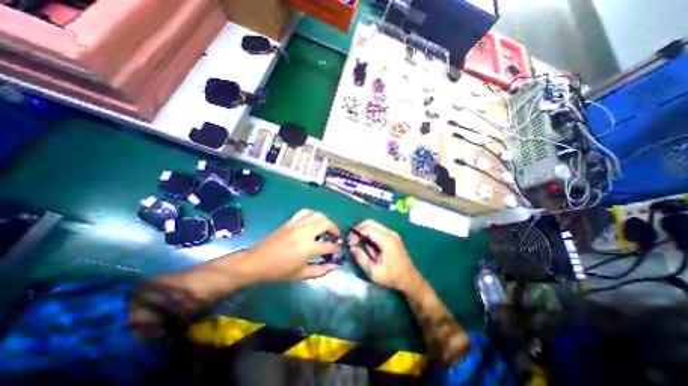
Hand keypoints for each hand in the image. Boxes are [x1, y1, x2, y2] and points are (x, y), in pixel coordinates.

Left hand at [240, 210, 341, 281]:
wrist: (256, 262)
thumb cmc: (279, 272)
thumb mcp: (301, 275)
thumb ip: (320, 270)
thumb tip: (334, 265)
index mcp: (308, 248)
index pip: (329, 245)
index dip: (336, 247)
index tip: (339, 249)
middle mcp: (304, 232)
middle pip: (326, 223)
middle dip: (334, 228)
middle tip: (335, 236)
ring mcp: (296, 224)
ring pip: (317, 214)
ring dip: (325, 219)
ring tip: (326, 227)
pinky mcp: (290, 221)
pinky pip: (305, 212)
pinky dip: (312, 214)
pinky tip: (313, 220)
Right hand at [350, 220, 424, 292]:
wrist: (410, 279)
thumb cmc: (392, 277)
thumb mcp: (373, 272)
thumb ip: (361, 258)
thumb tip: (352, 247)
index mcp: (386, 241)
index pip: (367, 228)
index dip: (356, 233)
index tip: (350, 243)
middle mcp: (390, 233)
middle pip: (370, 222)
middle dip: (359, 229)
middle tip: (352, 240)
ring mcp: (392, 233)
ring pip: (373, 225)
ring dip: (364, 232)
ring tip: (361, 246)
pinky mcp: (392, 236)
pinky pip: (378, 230)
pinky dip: (370, 235)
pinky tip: (370, 247)